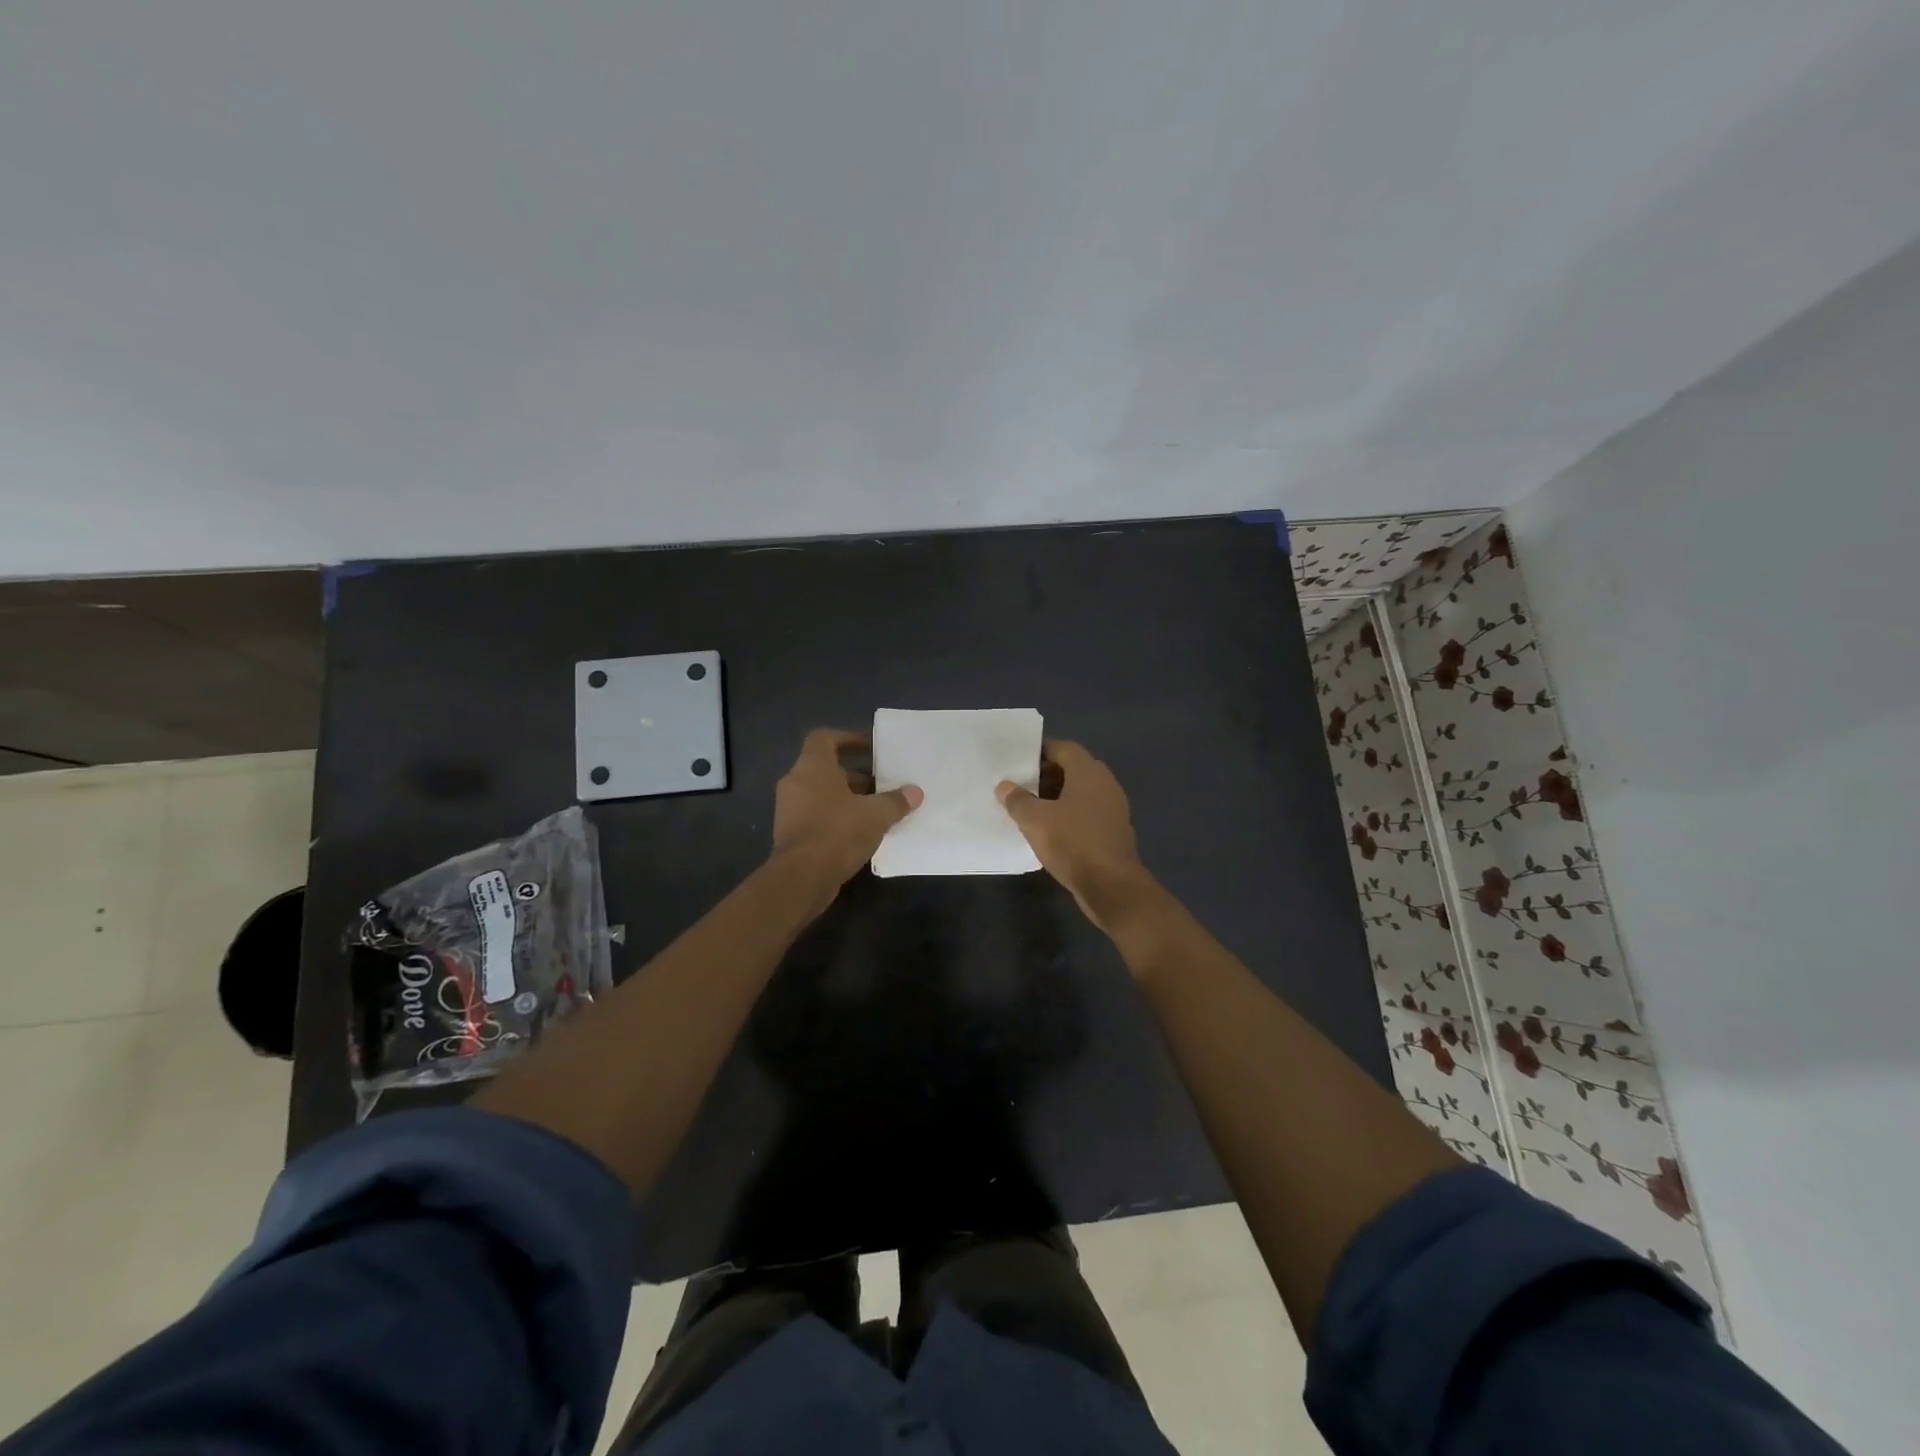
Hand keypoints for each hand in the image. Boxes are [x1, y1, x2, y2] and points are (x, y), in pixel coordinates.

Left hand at [772, 728, 922, 886]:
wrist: (801, 878)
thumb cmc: (837, 832)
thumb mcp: (875, 815)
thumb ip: (896, 801)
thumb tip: (915, 792)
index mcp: (812, 767)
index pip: (824, 738)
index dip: (848, 739)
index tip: (871, 748)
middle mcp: (796, 782)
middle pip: (827, 769)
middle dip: (857, 776)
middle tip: (883, 786)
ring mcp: (789, 809)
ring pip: (823, 794)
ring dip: (849, 800)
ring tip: (878, 811)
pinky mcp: (791, 834)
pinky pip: (817, 816)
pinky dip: (838, 819)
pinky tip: (862, 834)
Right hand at [997, 740, 1154, 932]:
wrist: (1112, 886)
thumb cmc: (1073, 843)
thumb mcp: (1035, 820)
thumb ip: (1017, 800)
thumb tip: (1004, 786)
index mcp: (1089, 772)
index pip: (1064, 748)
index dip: (1040, 751)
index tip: (1018, 762)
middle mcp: (1105, 784)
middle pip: (1073, 769)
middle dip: (1046, 775)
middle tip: (1020, 786)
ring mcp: (1113, 808)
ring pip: (1080, 793)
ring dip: (1056, 797)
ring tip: (1030, 809)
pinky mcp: (1113, 831)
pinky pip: (1087, 813)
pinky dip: (1069, 815)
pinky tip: (1049, 830)